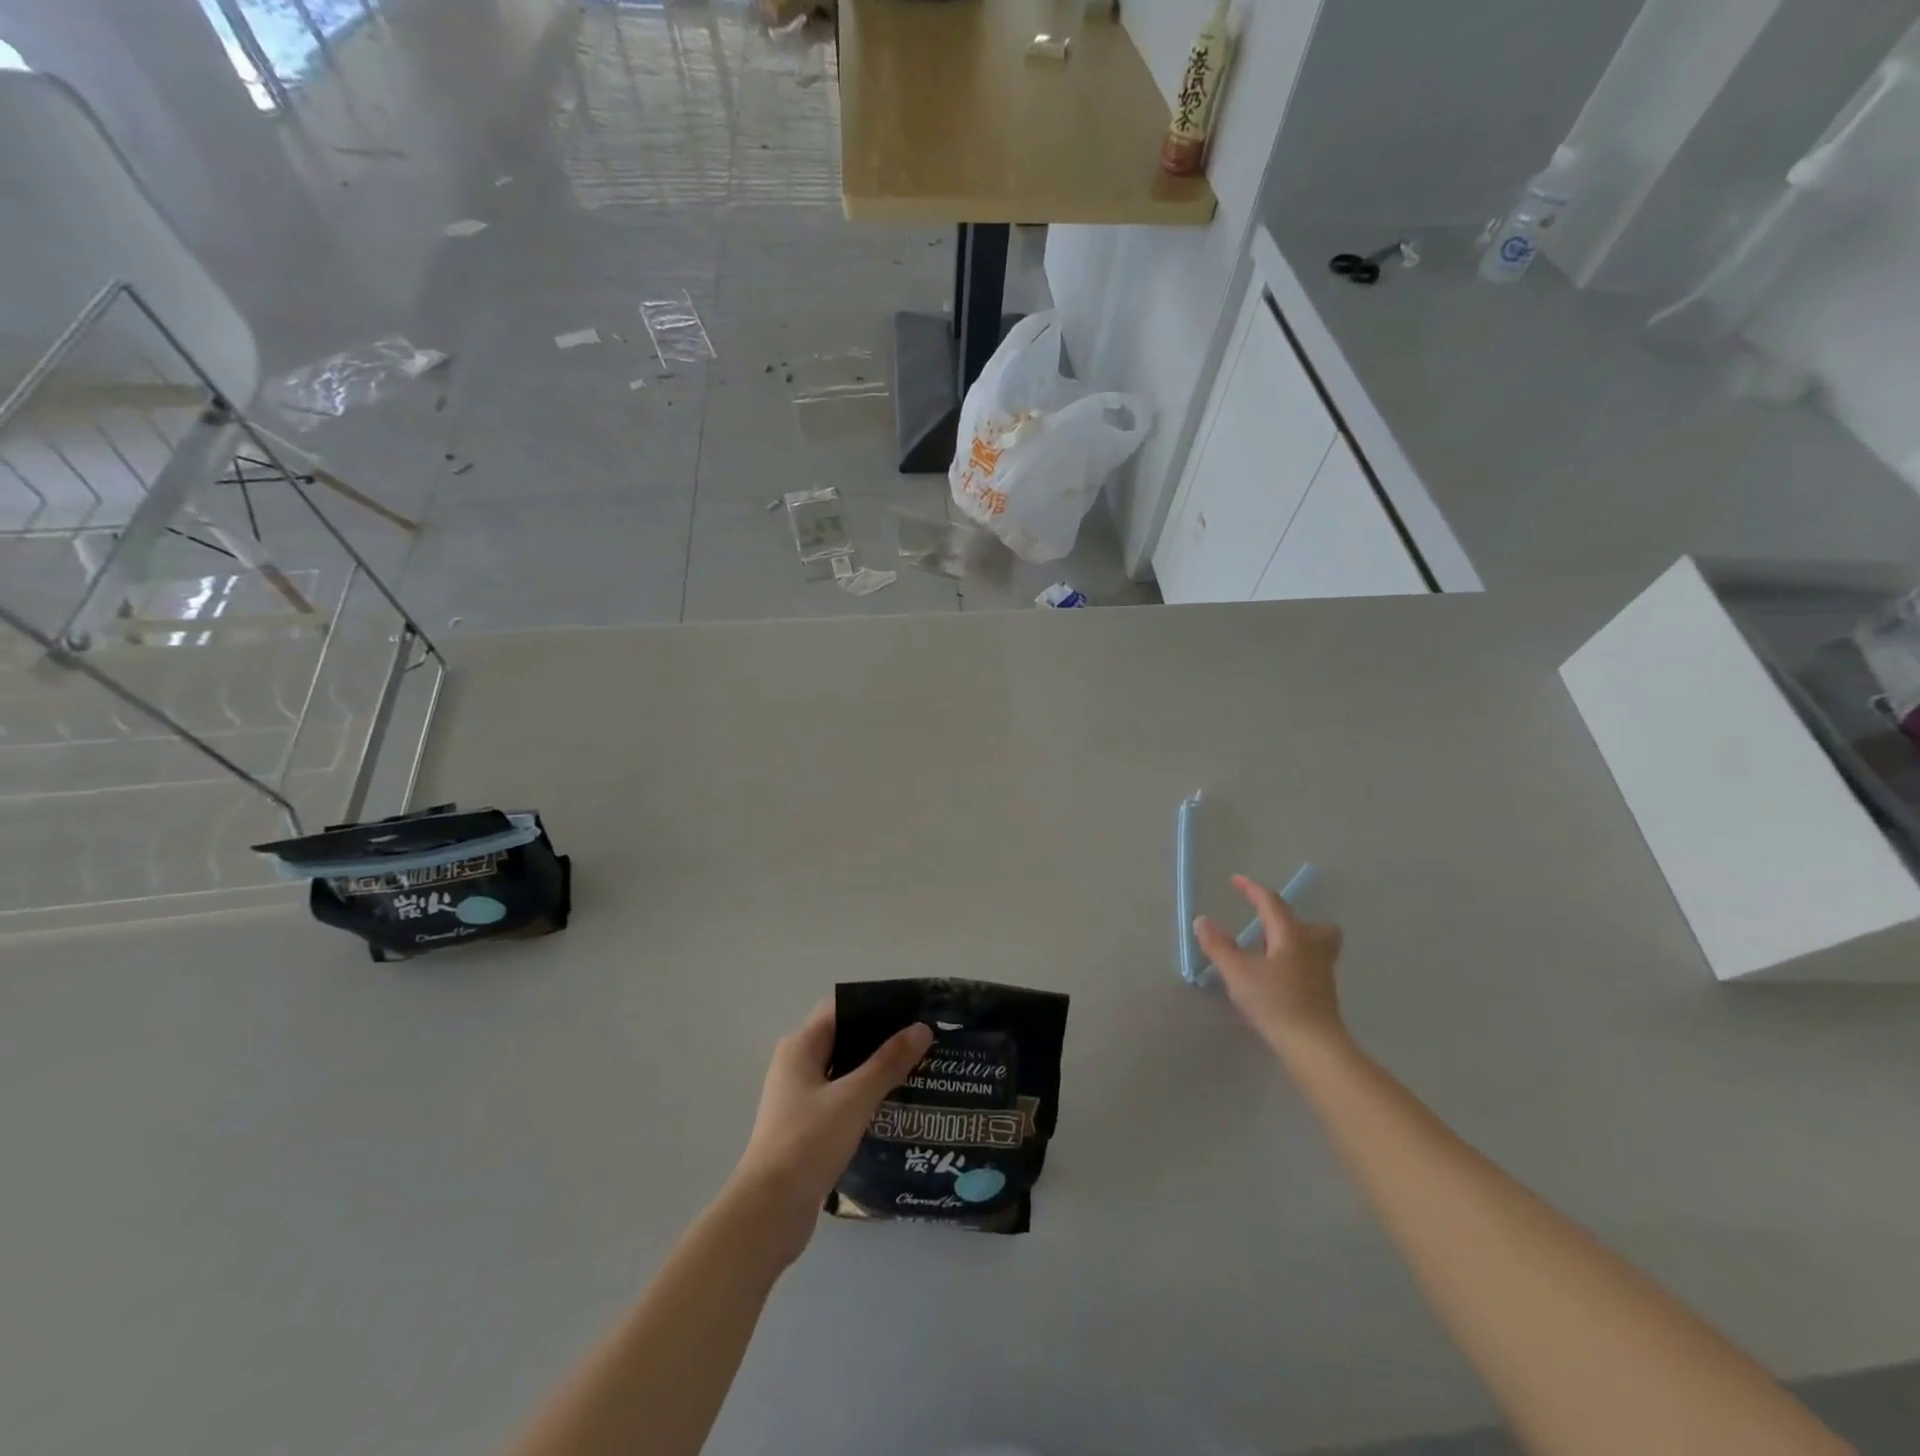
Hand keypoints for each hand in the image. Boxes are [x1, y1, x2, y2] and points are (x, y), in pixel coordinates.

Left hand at [729, 1000, 932, 1265]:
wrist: (769, 1212)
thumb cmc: (808, 1142)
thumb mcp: (855, 1097)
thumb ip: (889, 1062)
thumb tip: (922, 1028)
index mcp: (800, 1046)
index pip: (841, 1007)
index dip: (876, 1004)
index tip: (912, 1008)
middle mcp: (796, 1064)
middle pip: (844, 1037)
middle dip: (881, 1038)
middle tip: (922, 1041)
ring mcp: (799, 1097)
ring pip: (845, 1071)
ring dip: (876, 1069)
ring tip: (918, 1070)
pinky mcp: (806, 1127)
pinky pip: (842, 1098)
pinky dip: (866, 1096)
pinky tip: (895, 1106)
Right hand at [1195, 874, 1347, 1060]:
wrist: (1313, 1046)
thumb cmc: (1274, 1002)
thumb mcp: (1237, 973)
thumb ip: (1218, 945)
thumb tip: (1203, 921)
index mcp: (1290, 936)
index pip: (1271, 902)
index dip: (1252, 889)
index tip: (1235, 881)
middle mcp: (1311, 948)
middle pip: (1310, 923)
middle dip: (1287, 919)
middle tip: (1264, 926)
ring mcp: (1322, 971)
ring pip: (1317, 944)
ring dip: (1297, 941)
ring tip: (1271, 952)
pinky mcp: (1324, 993)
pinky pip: (1312, 964)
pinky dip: (1296, 962)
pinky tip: (1276, 979)